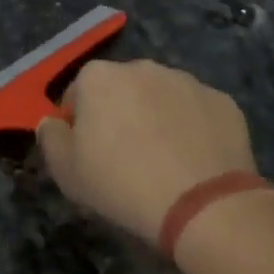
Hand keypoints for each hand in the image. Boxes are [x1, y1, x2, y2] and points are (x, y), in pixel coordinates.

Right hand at [36, 59, 257, 247]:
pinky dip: (193, 129)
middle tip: (125, 158)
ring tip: (164, 162)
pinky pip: (197, 112)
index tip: (88, 154)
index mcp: (98, 77)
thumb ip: (50, 138)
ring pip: (161, 97)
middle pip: (120, 90)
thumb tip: (51, 123)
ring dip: (157, 118)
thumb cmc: (122, 184)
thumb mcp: (66, 172)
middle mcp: (141, 67)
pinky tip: (195, 162)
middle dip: (119, 114)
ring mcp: (186, 81)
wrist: (204, 206)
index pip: (76, 94)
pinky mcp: (223, 101)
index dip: (78, 124)